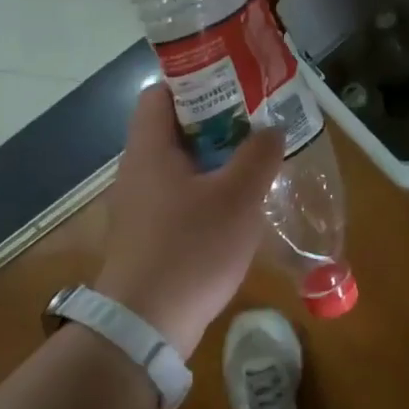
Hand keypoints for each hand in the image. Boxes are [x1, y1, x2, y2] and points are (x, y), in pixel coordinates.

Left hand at [95, 83, 284, 354]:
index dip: (197, 83)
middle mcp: (137, 170)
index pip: (161, 93)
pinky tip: (237, 208)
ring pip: (180, 167)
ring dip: (216, 161)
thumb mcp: (238, 198)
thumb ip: (258, 155)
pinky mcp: (147, 235)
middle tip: (258, 125)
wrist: (146, 325)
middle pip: (174, 129)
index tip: (236, 87)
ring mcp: (139, 205)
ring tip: (256, 162)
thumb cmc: (192, 249)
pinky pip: (178, 198)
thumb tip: (271, 128)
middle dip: (217, 123)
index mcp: (150, 149)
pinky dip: (206, 193)